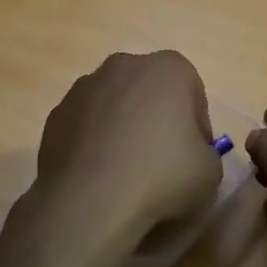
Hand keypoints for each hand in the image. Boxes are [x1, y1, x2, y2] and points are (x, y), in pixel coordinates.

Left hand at [33, 51, 222, 240]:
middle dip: (158, 119)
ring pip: (116, 104)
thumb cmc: (162, 175)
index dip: (197, 127)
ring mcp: (84, 87)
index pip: (193, 93)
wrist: (90, 201)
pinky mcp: (56, 113)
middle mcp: (124, 65)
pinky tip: (100, 173)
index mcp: (169, 68)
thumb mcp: (211, 170)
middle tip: (163, 160)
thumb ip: (206, 152)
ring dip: (124, 128)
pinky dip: (95, 141)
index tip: (194, 155)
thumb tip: (190, 154)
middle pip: (151, 91)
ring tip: (127, 170)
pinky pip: (87, 124)